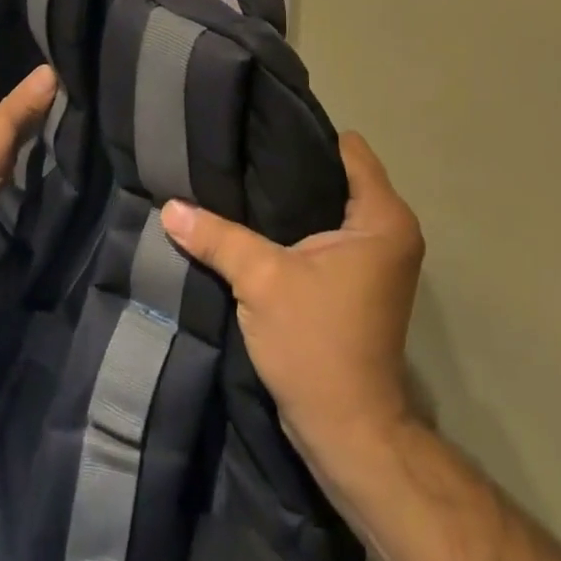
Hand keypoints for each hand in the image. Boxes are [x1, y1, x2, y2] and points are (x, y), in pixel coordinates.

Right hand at [161, 131, 423, 459]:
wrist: (347, 431)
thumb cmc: (315, 343)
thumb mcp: (261, 280)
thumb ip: (217, 236)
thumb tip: (169, 206)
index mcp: (383, 218)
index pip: (348, 149)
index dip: (305, 135)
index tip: (260, 129)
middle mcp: (391, 230)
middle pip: (338, 175)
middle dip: (292, 167)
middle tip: (243, 153)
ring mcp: (379, 258)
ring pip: (332, 206)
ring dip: (293, 200)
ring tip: (244, 182)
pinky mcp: (362, 281)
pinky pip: (331, 233)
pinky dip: (300, 228)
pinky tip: (259, 224)